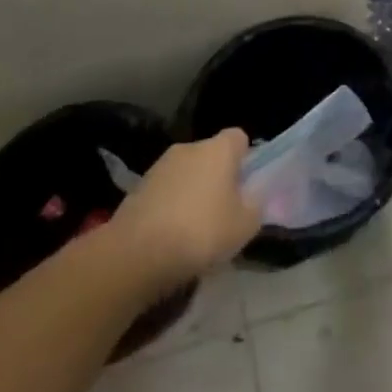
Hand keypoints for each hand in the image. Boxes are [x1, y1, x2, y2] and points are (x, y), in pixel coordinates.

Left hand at [107, 130, 261, 287]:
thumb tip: (251, 197)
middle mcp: (188, 148)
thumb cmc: (201, 232)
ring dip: (192, 193)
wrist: (136, 254)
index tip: (246, 186)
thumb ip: (255, 205)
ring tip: (194, 230)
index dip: (245, 159)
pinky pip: (164, 192)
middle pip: (210, 156)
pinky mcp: (137, 189)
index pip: (238, 137)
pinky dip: (170, 208)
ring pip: (186, 174)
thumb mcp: (245, 225)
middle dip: (217, 178)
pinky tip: (170, 237)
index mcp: (218, 149)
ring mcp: (159, 167)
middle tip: (223, 212)